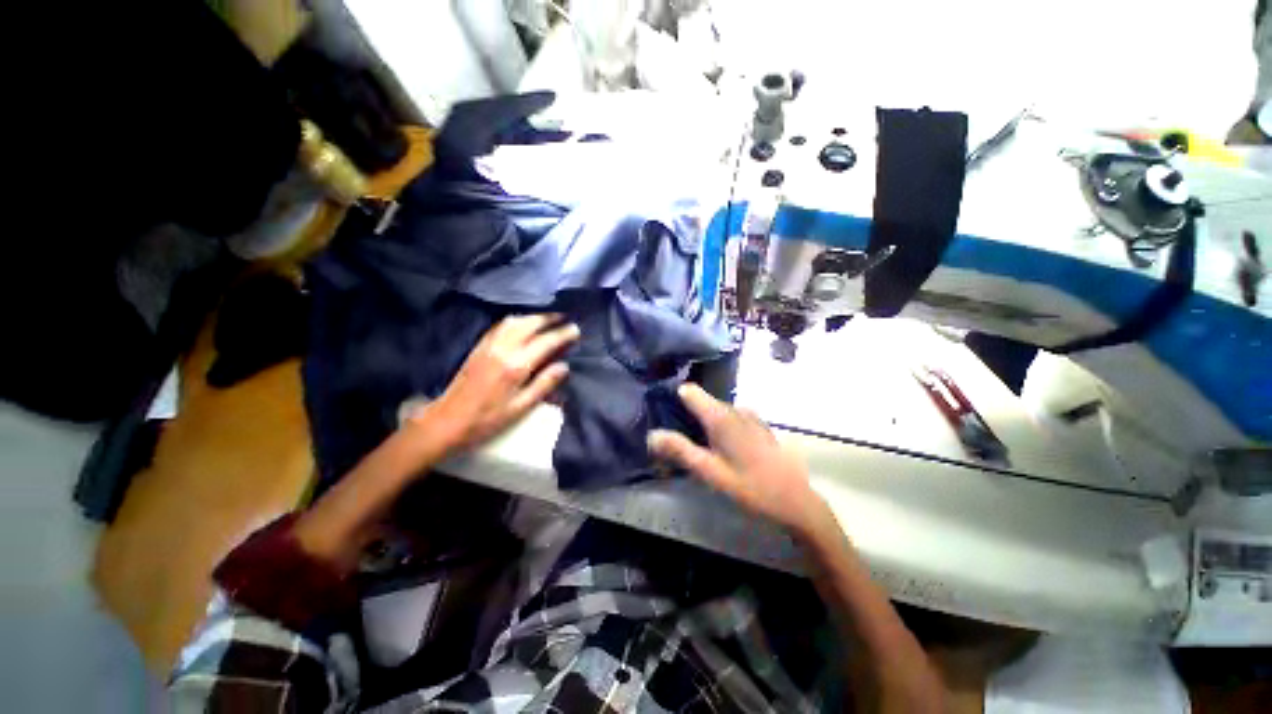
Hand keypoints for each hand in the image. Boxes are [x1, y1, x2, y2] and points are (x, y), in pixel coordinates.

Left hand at [420, 314, 579, 451]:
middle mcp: (503, 349)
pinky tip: (520, 325)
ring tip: (545, 320)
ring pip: (514, 321)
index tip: (576, 330)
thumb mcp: (521, 407)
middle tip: (563, 318)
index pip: (546, 342)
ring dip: (532, 317)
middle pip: (530, 324)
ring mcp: (488, 345)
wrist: (447, 421)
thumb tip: (564, 366)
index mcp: (516, 366)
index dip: (563, 334)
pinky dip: (515, 321)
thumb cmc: (488, 420)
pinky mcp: (478, 347)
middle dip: (549, 318)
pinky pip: (500, 326)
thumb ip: (544, 384)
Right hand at [647, 384, 834, 538]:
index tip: (660, 413)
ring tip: (696, 448)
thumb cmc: (750, 487)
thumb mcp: (710, 472)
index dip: (673, 398)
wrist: (795, 501)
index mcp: (721, 416)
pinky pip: (730, 418)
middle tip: (675, 442)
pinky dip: (719, 428)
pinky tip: (720, 450)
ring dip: (702, 424)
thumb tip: (652, 434)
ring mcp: (749, 416)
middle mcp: (734, 409)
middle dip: (685, 416)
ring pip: (716, 410)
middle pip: (701, 401)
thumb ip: (680, 450)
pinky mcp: (758, 425)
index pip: (689, 390)